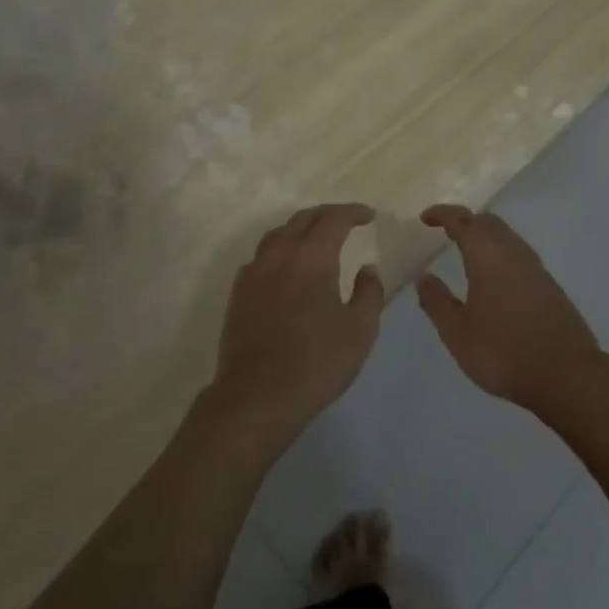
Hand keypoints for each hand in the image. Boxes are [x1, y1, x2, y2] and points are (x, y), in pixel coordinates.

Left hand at [211, 204, 386, 439]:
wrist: (257, 396)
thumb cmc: (316, 362)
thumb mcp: (360, 330)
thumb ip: (369, 293)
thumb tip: (368, 269)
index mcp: (311, 258)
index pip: (333, 220)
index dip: (353, 213)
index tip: (369, 216)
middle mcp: (279, 255)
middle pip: (302, 219)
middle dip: (327, 215)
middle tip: (347, 221)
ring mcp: (254, 272)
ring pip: (278, 234)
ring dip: (300, 228)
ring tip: (316, 238)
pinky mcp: (239, 293)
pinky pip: (261, 256)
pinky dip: (279, 250)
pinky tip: (286, 267)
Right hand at [417, 206, 602, 415]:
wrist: (567, 375)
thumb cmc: (503, 352)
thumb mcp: (457, 332)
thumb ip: (438, 302)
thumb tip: (424, 277)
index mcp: (487, 255)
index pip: (462, 221)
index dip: (442, 214)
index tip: (426, 217)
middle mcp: (513, 252)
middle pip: (488, 222)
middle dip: (465, 221)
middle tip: (446, 231)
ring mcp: (536, 268)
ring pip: (507, 236)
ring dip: (485, 235)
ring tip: (467, 251)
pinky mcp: (550, 286)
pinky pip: (519, 255)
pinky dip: (501, 253)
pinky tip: (495, 276)